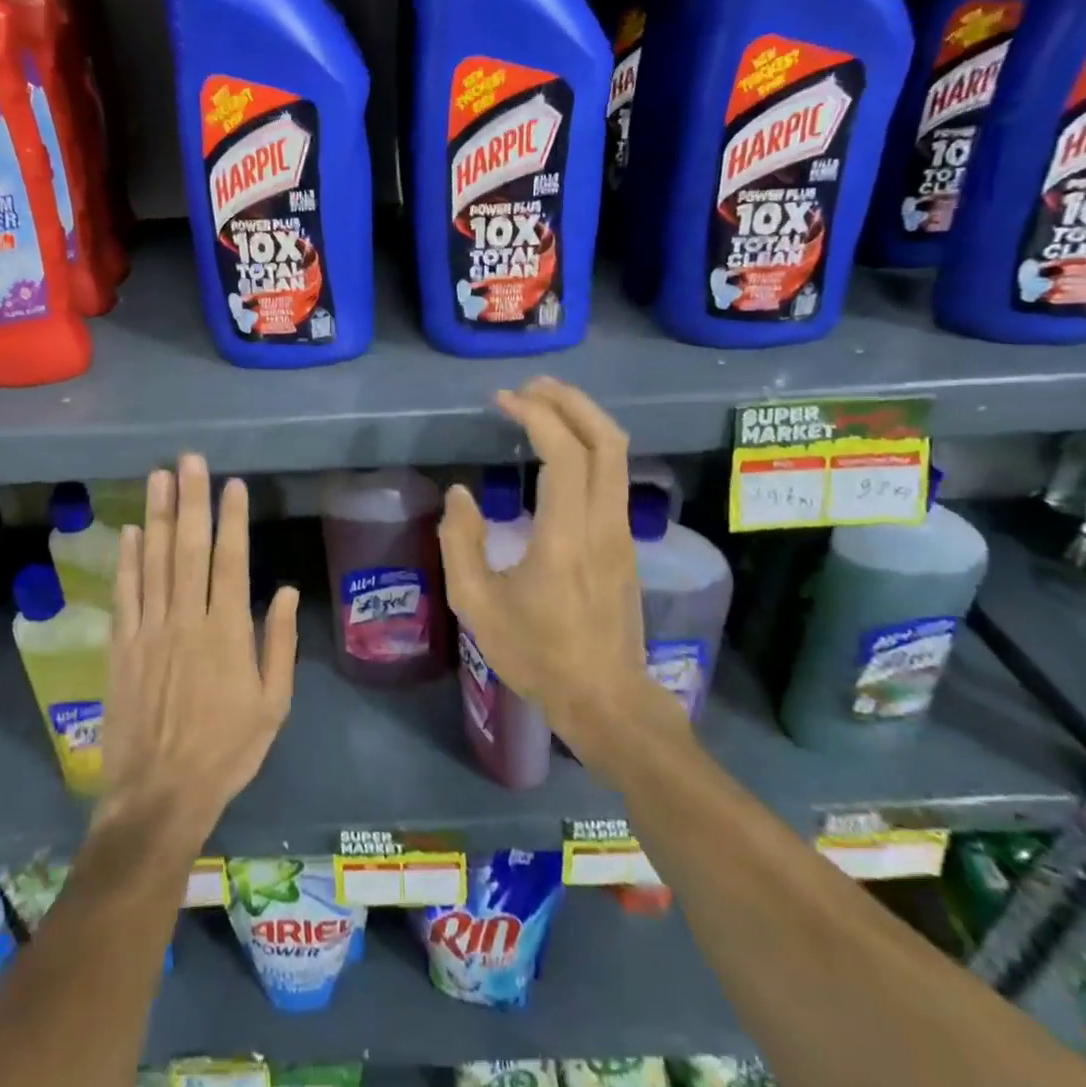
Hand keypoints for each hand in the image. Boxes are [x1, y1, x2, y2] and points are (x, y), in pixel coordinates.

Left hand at [98, 455, 298, 851]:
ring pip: (153, 561)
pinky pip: (124, 594)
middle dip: (190, 499)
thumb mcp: (273, 705)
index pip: (230, 561)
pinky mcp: (121, 646)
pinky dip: (126, 560)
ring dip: (156, 516)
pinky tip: (129, 531)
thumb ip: (279, 644)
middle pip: (188, 548)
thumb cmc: (227, 750)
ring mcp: (149, 630)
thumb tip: (283, 590)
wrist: (160, 794)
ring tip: (158, 477)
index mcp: (227, 632)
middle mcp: (186, 619)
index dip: (231, 519)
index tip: (232, 484)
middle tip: (189, 459)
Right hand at [437, 378, 681, 757]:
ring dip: (584, 420)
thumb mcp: (476, 605)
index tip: (504, 400)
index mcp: (566, 536)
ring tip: (544, 405)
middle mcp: (603, 524)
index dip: (536, 415)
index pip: (565, 454)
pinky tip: (560, 451)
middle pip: (607, 440)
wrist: (605, 699)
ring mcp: (622, 533)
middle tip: (531, 387)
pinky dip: (589, 446)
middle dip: (571, 401)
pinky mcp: (625, 543)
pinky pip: (614, 476)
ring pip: (617, 456)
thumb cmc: (537, 655)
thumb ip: (460, 542)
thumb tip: (460, 494)